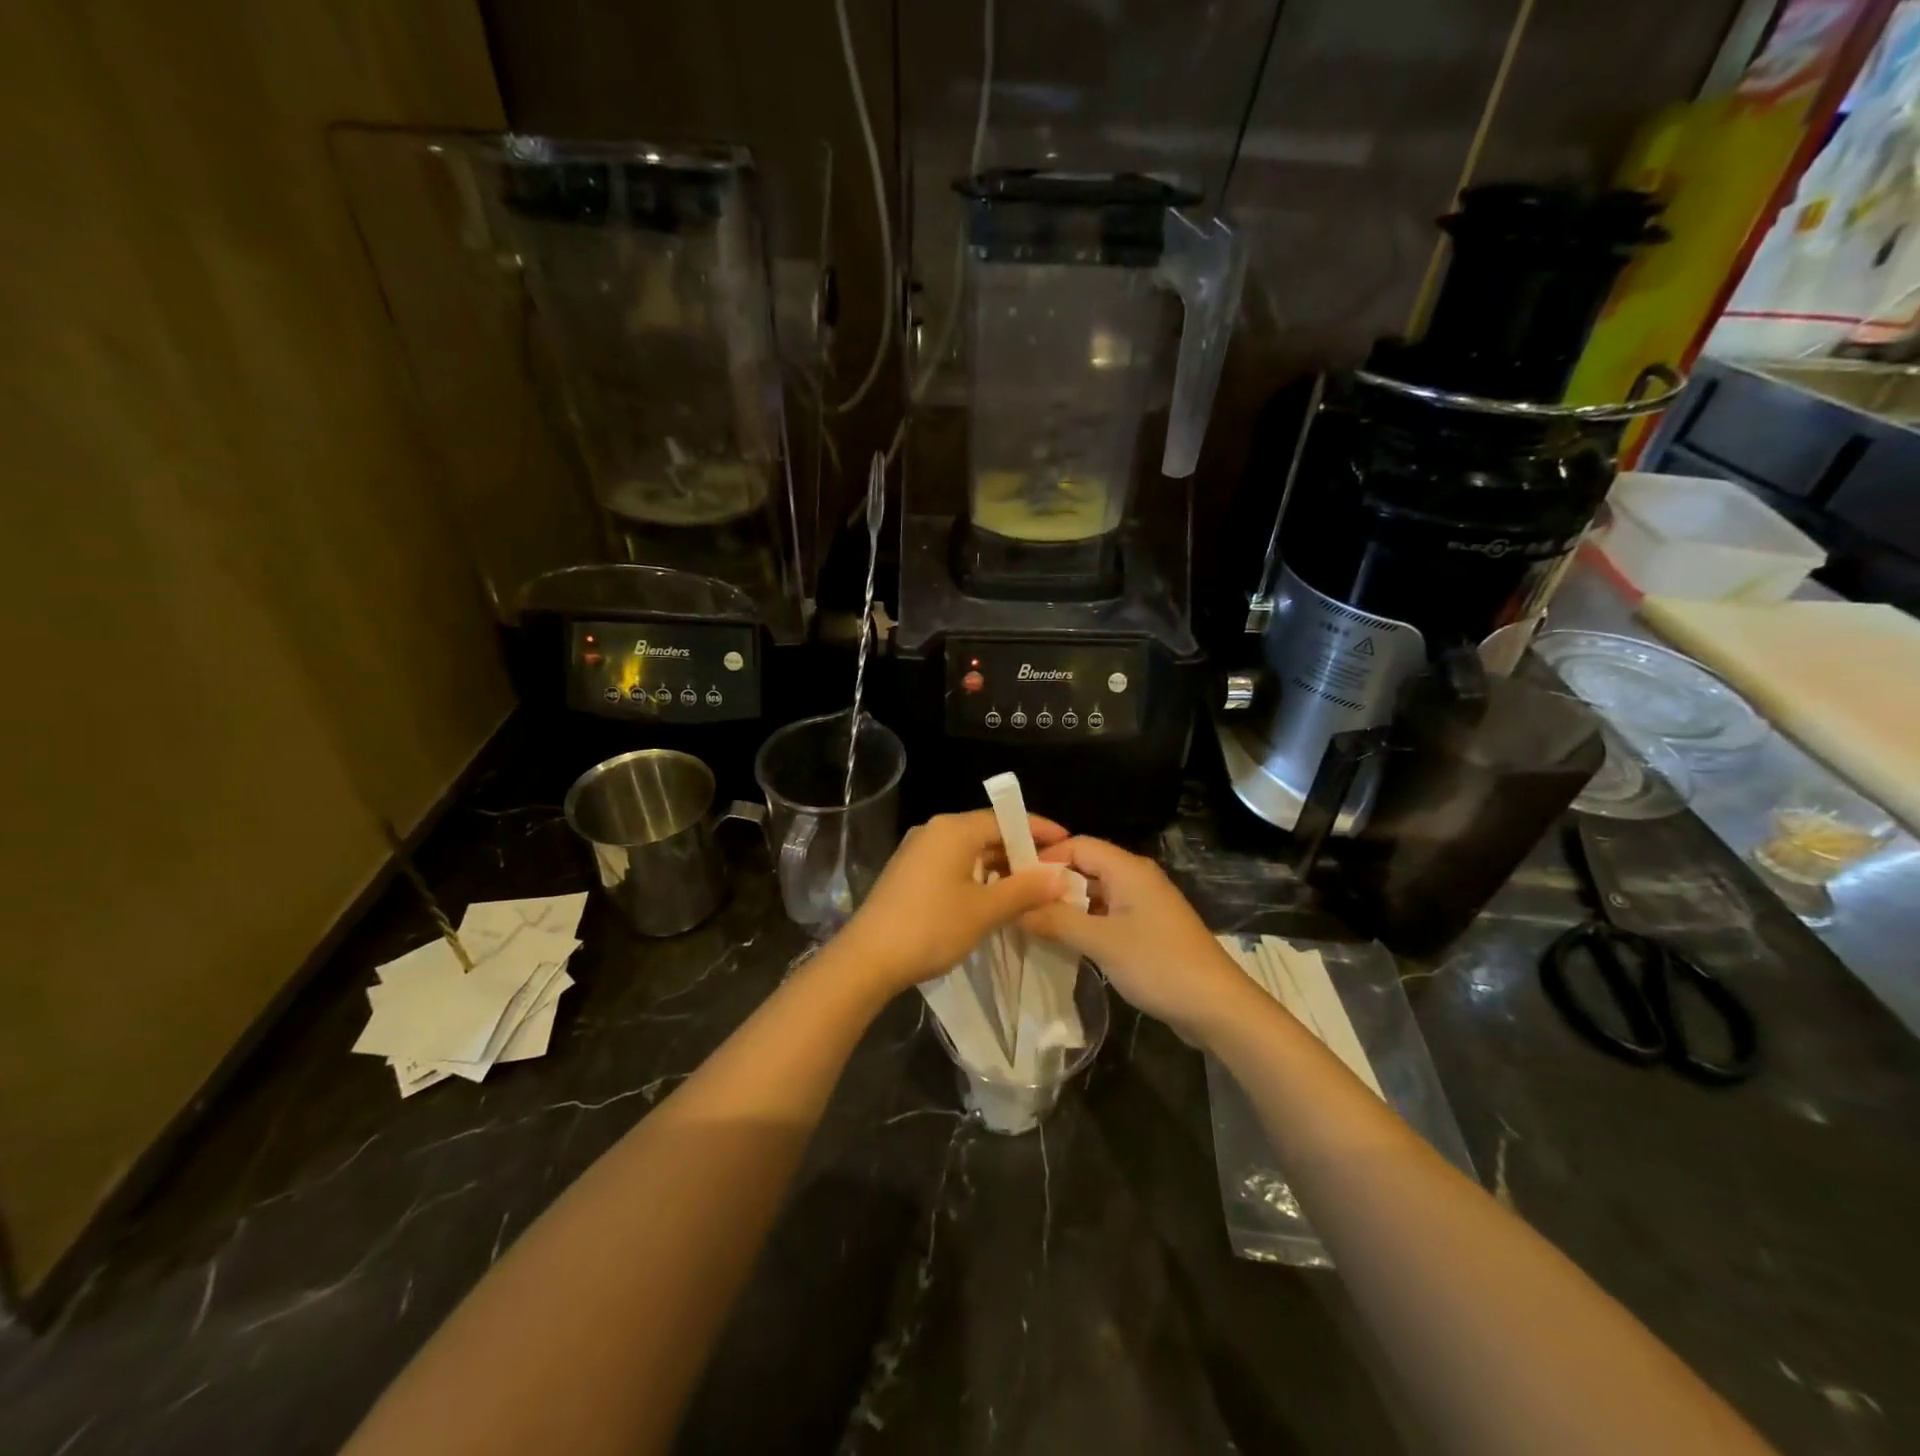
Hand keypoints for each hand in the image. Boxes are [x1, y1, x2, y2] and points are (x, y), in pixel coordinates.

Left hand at [835, 810, 1070, 995]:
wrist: (867, 959)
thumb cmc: (930, 927)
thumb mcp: (985, 910)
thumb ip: (1025, 889)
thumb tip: (1061, 875)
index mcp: (953, 829)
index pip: (1005, 818)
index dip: (1039, 831)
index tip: (1068, 844)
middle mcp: (935, 830)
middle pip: (987, 832)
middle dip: (1021, 852)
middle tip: (1052, 874)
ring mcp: (918, 851)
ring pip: (970, 850)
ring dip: (1000, 867)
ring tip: (1030, 890)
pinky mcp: (910, 872)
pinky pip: (953, 864)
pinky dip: (977, 876)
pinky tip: (993, 898)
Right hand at [1020, 836, 1250, 1037]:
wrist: (1218, 1007)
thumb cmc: (1160, 964)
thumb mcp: (1102, 942)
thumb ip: (1057, 921)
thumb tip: (1016, 909)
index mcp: (1128, 869)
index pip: (1077, 845)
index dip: (1044, 857)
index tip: (1012, 879)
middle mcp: (1135, 878)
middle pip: (1084, 867)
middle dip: (1050, 883)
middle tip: (1015, 903)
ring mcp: (1143, 905)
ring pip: (1094, 894)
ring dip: (1065, 906)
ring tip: (1030, 923)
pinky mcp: (1146, 930)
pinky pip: (1106, 915)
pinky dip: (1083, 923)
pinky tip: (1062, 941)